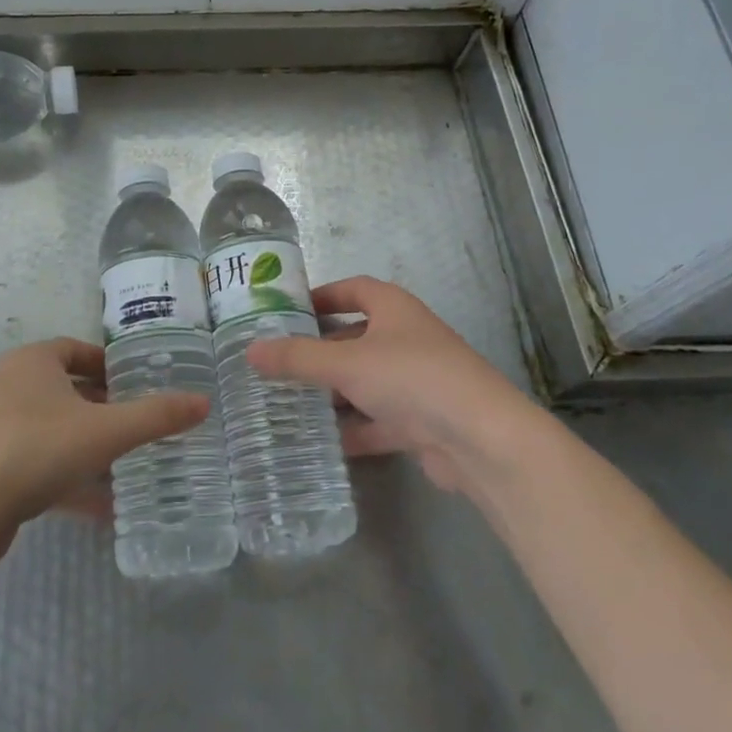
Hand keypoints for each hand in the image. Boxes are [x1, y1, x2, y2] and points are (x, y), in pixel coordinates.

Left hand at [0, 338, 208, 562]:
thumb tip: (204, 402)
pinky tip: (103, 506)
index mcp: (33, 362)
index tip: (139, 383)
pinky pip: (41, 463)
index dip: (110, 364)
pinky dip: (70, 478)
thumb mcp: (106, 431)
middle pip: (67, 389)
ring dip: (89, 444)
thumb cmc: (37, 449)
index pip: (77, 349)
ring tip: (128, 461)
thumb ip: (156, 416)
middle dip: (104, 406)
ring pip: (55, 428)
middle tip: (140, 422)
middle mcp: (11, 386)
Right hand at [245, 277, 529, 493]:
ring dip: (334, 393)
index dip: (323, 295)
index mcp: (394, 309)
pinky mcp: (422, 422)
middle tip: (279, 362)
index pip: (354, 290)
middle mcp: (407, 339)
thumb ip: (297, 358)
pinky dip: (354, 429)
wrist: (480, 439)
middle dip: (320, 351)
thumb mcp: (346, 363)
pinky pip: (378, 420)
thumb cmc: (411, 378)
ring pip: (365, 382)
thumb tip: (250, 350)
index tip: (289, 310)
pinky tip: (322, 441)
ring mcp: (417, 382)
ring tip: (289, 402)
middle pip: (356, 338)